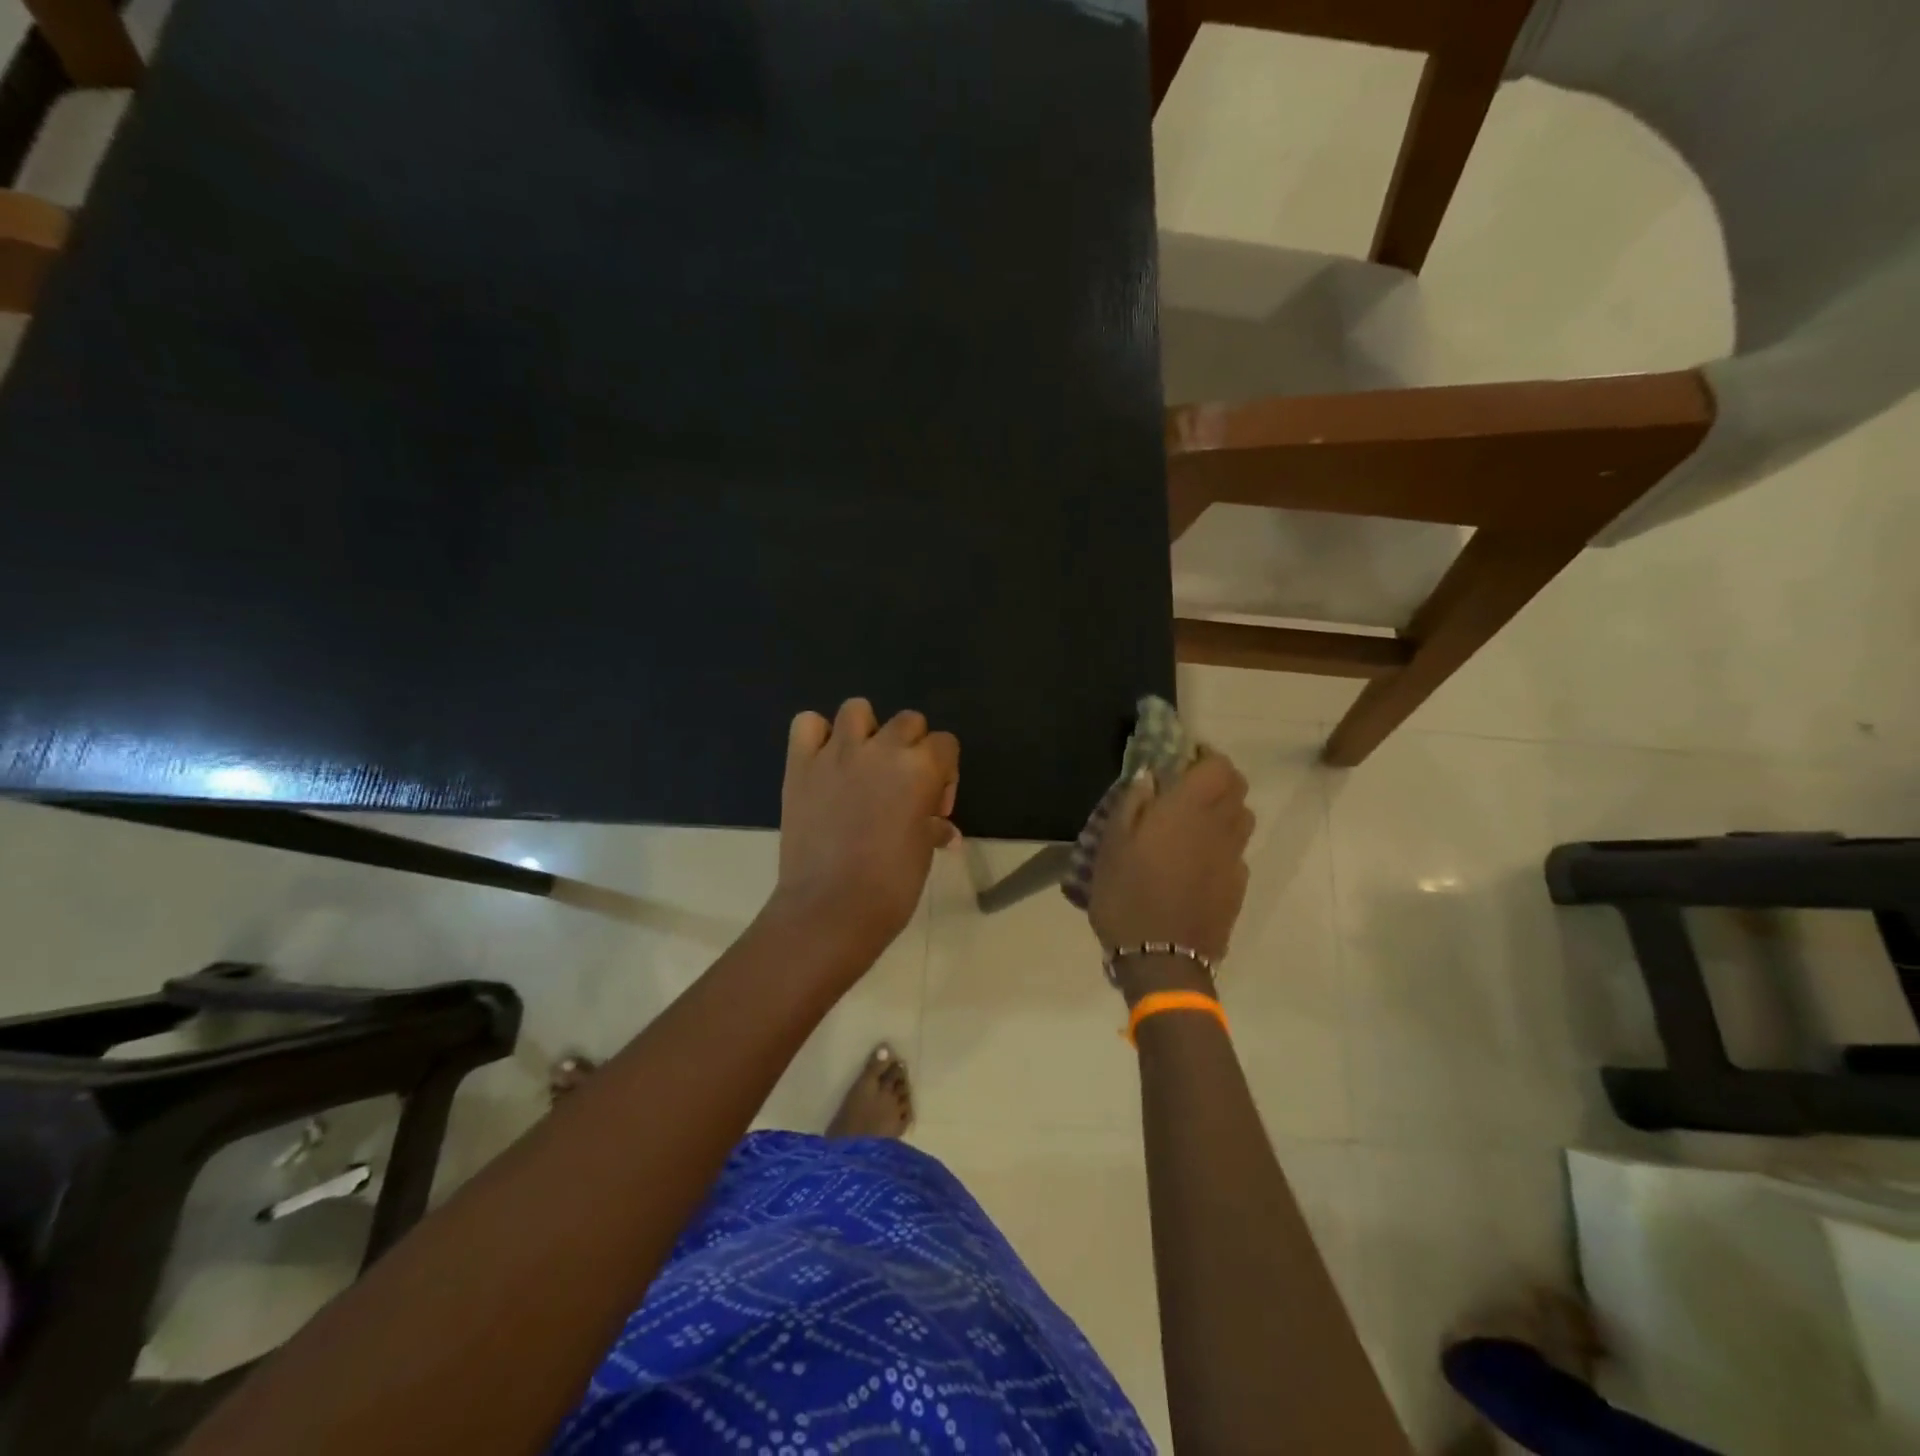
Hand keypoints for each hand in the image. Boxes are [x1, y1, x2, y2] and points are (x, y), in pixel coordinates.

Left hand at [769, 698, 958, 962]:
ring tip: (862, 766)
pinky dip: (817, 735)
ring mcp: (836, 753)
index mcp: (920, 769)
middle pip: (908, 721)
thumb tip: (942, 829)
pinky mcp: (800, 764)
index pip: (945, 743)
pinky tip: (824, 762)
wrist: (830, 909)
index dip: (944, 773)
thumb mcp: (923, 852)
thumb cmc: (890, 886)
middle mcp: (880, 749)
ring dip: (866, 731)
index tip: (933, 807)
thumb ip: (933, 827)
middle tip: (900, 788)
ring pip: (857, 709)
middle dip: (911, 748)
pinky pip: (806, 724)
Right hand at [1087, 752, 1252, 963]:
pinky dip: (1221, 844)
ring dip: (1223, 810)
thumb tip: (1150, 776)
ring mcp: (1233, 859)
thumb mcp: (1112, 844)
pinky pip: (1236, 852)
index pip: (1219, 766)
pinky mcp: (1237, 887)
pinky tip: (1195, 861)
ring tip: (1192, 823)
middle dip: (1216, 780)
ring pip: (1242, 819)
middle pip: (1237, 789)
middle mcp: (1220, 827)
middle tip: (1185, 789)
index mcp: (1189, 809)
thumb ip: (1132, 803)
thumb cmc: (1128, 894)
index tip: (1182, 761)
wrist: (1161, 959)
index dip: (1206, 757)